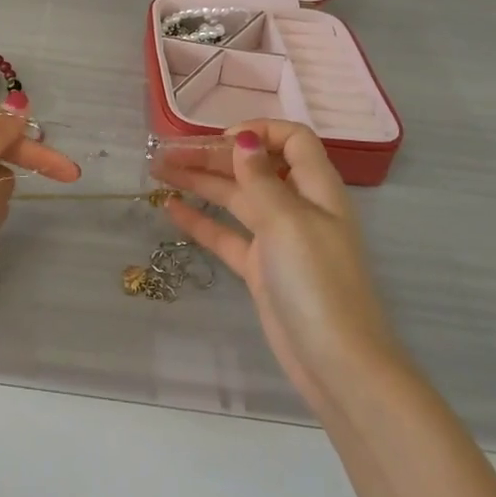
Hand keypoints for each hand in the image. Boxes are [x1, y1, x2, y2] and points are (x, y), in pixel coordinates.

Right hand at [155, 120, 399, 416]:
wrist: (337, 364)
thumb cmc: (317, 282)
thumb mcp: (288, 221)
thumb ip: (261, 178)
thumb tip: (245, 139)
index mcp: (316, 189)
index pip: (293, 140)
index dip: (260, 131)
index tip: (223, 140)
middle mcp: (297, 206)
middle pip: (254, 167)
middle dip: (214, 156)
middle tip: (169, 152)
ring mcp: (278, 239)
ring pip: (235, 198)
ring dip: (200, 182)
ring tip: (158, 171)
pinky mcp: (261, 269)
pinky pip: (227, 234)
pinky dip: (200, 220)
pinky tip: (170, 208)